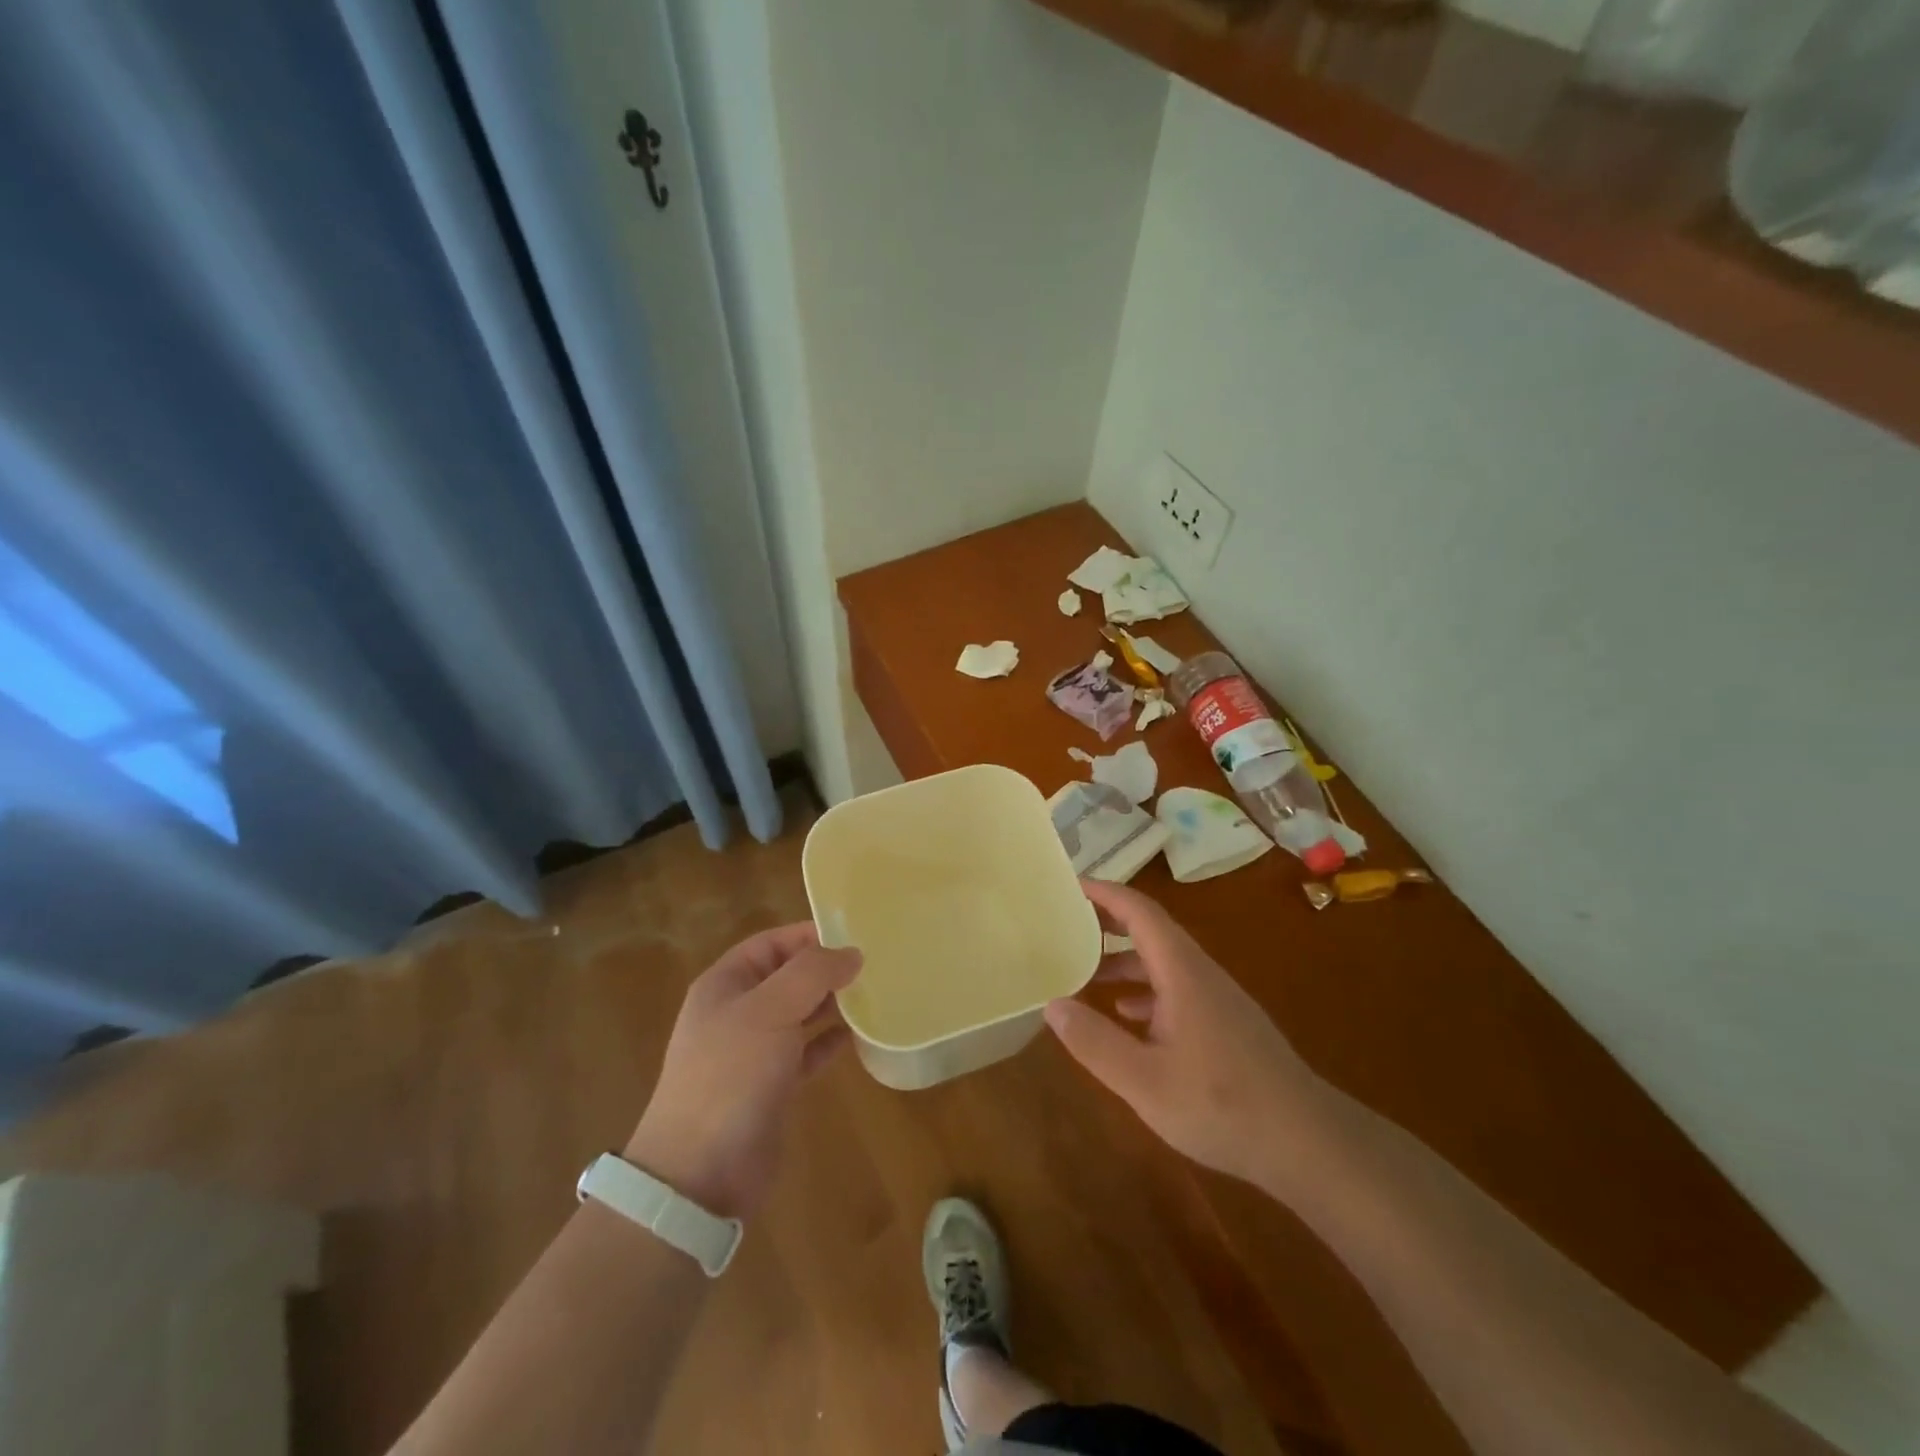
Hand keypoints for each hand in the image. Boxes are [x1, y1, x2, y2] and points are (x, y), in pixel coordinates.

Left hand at [625, 924, 860, 1219]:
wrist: (699, 1173)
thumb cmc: (731, 1075)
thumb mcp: (770, 1010)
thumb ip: (812, 974)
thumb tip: (851, 953)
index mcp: (725, 984)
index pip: (771, 943)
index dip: (809, 935)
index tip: (854, 935)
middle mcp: (737, 1012)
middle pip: (787, 976)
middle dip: (826, 969)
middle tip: (874, 965)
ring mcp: (753, 1051)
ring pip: (799, 1013)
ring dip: (832, 1004)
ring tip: (874, 994)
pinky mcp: (771, 1087)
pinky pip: (806, 1052)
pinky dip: (829, 1042)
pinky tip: (858, 1037)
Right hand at [1045, 879, 1327, 1187]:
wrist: (1309, 1143)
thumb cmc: (1223, 1106)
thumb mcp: (1145, 1082)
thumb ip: (1095, 1042)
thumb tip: (1053, 1004)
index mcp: (1182, 972)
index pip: (1140, 912)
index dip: (1104, 892)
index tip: (1069, 885)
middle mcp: (1200, 974)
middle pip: (1150, 931)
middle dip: (1108, 923)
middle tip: (1066, 924)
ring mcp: (1217, 1000)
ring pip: (1162, 964)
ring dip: (1123, 961)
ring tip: (1084, 975)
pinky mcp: (1225, 1025)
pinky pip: (1175, 990)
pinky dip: (1144, 992)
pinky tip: (1127, 1019)